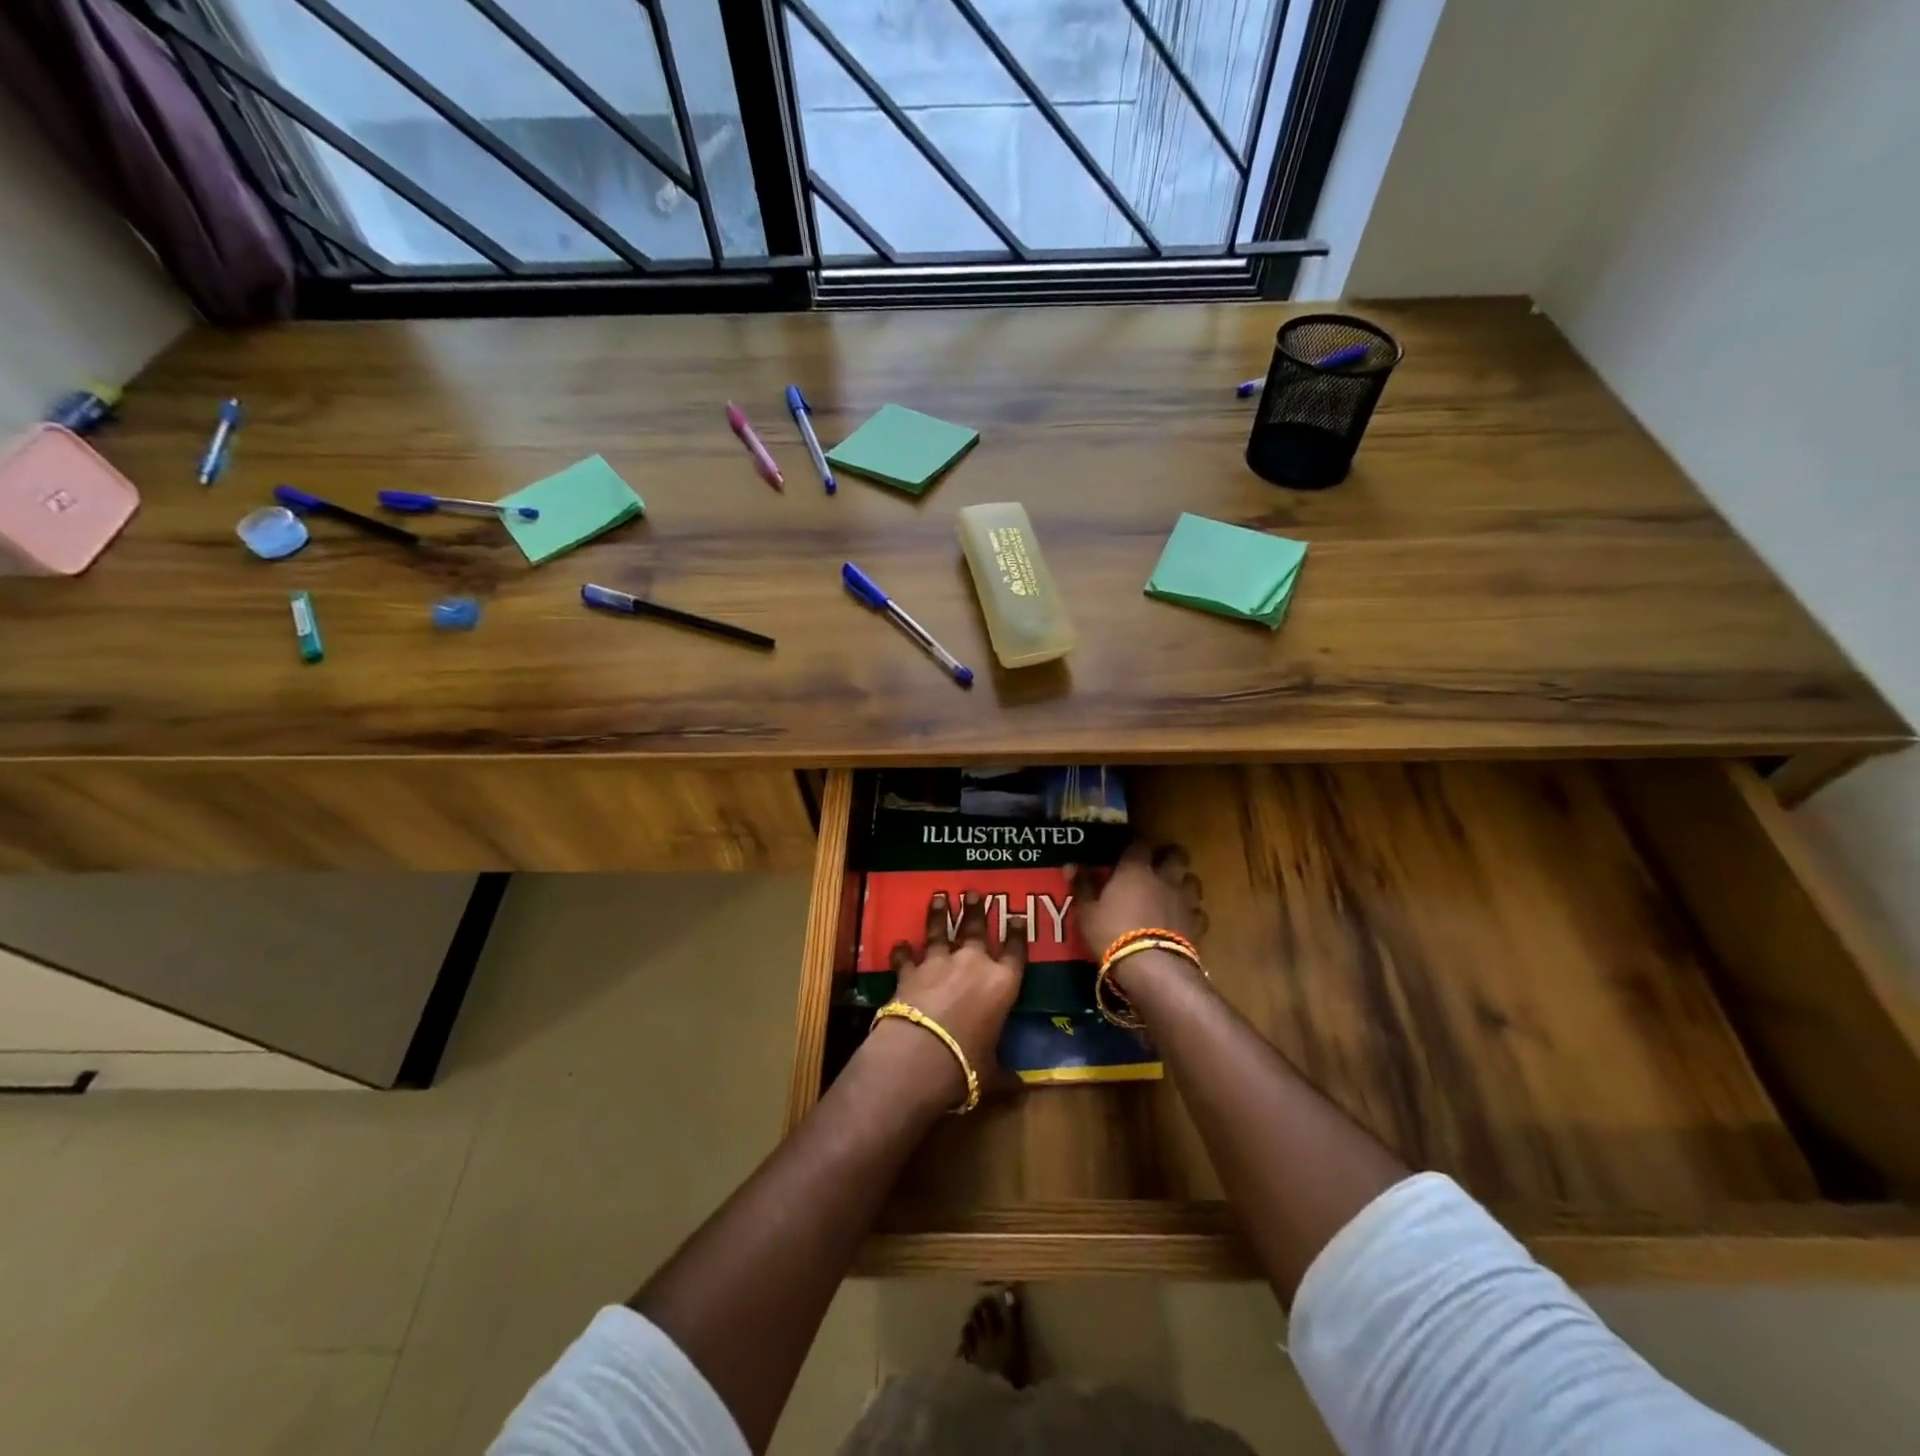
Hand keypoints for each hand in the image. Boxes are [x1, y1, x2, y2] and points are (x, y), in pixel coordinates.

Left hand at [877, 890, 1024, 1108]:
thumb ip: (1006, 1075)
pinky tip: (899, 943)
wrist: (920, 1055)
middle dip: (976, 910)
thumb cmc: (967, 1064)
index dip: (1017, 933)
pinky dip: (903, 951)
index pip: (1015, 951)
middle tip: (974, 892)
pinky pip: (906, 956)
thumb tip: (1022, 1090)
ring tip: (939, 897)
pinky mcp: (909, 972)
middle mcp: (973, 964)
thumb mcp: (993, 1073)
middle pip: (976, 929)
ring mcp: (939, 963)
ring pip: (940, 931)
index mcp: (1003, 984)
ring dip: (939, 914)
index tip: (1016, 915)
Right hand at [1068, 843, 1206, 965]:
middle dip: (1169, 856)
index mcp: (1136, 869)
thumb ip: (1082, 885)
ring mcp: (1184, 900)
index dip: (1133, 845)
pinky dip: (1191, 913)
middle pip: (1176, 855)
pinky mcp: (1197, 924)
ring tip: (1173, 891)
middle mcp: (1164, 877)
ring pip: (1192, 880)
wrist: (1152, 967)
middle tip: (1157, 866)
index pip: (1139, 844)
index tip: (1127, 851)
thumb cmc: (1113, 933)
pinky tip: (1182, 920)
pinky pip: (1198, 912)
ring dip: (1183, 882)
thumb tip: (1071, 864)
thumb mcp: (1087, 911)